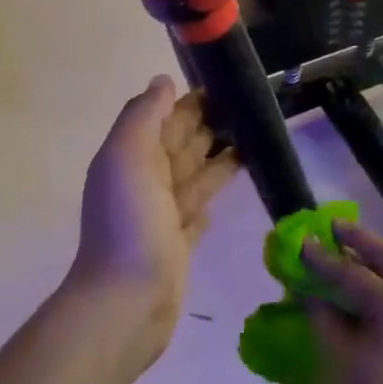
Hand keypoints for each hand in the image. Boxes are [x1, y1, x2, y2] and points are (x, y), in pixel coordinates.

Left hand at [67, 75, 239, 361]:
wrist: (127, 301)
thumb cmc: (128, 224)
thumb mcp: (127, 158)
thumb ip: (143, 117)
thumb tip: (163, 81)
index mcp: (130, 158)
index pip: (162, 119)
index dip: (189, 101)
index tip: (227, 83)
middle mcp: (146, 182)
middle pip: (180, 144)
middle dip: (209, 124)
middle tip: (250, 106)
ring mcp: (163, 214)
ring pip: (195, 174)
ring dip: (219, 156)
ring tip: (255, 136)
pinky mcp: (181, 242)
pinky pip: (199, 208)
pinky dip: (212, 192)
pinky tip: (231, 183)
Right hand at [302, 222, 382, 383]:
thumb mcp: (337, 352)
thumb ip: (323, 311)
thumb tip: (310, 286)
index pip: (352, 273)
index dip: (323, 258)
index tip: (302, 242)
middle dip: (361, 242)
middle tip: (334, 229)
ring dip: (380, 257)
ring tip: (352, 248)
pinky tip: (375, 278)